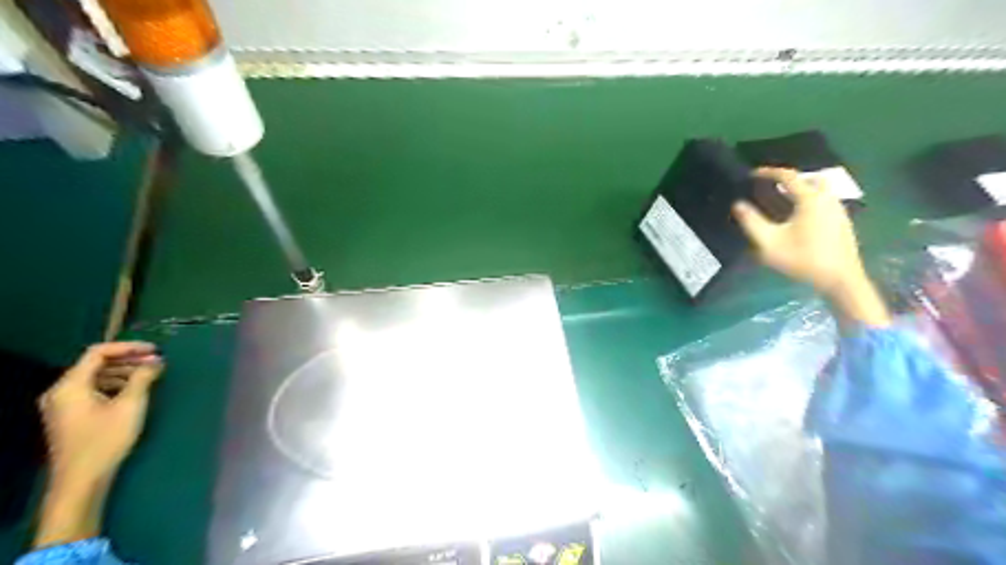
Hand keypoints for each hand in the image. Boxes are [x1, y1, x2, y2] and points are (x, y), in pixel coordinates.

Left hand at [40, 342, 161, 487]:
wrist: (81, 478)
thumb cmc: (106, 439)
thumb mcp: (131, 405)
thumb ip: (143, 378)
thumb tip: (156, 361)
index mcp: (70, 385)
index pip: (98, 352)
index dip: (128, 347)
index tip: (155, 350)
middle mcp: (61, 391)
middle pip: (95, 364)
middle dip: (128, 360)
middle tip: (157, 363)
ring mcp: (62, 404)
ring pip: (95, 377)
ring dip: (123, 372)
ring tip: (150, 375)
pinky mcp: (69, 415)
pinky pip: (92, 390)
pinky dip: (114, 385)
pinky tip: (134, 391)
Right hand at [732, 168, 885, 326]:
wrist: (840, 279)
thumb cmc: (802, 259)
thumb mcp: (769, 243)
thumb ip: (752, 222)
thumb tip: (738, 204)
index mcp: (810, 199)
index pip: (788, 176)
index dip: (768, 172)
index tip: (752, 175)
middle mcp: (827, 199)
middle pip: (810, 179)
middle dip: (790, 180)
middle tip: (771, 187)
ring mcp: (839, 210)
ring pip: (820, 190)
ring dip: (801, 191)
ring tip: (782, 202)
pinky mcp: (843, 222)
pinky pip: (824, 202)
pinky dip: (810, 202)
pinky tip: (798, 218)